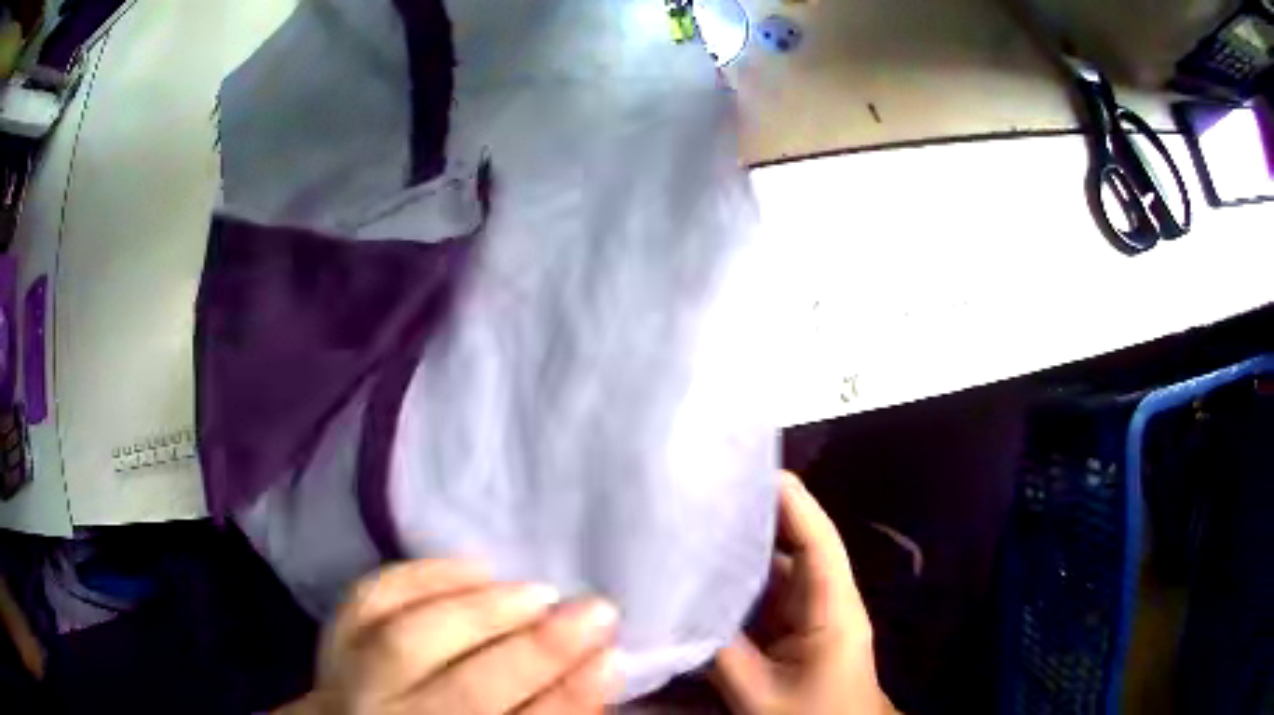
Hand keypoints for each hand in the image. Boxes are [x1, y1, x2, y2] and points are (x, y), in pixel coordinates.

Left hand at [282, 560, 620, 714]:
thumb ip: (550, 713)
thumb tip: (600, 668)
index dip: (568, 698)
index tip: (614, 656)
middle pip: (464, 693)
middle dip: (537, 651)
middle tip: (594, 611)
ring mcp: (348, 681)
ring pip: (406, 641)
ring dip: (480, 611)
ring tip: (537, 594)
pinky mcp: (331, 638)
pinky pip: (368, 599)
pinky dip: (421, 576)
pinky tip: (472, 569)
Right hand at [711, 472, 893, 714]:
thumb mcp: (759, 694)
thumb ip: (722, 653)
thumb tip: (683, 612)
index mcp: (833, 608)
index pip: (817, 541)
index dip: (791, 502)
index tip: (750, 471)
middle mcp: (827, 600)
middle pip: (798, 545)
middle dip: (758, 518)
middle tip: (706, 494)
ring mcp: (813, 614)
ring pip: (780, 570)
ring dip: (745, 550)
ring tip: (697, 526)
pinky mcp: (799, 629)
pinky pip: (769, 596)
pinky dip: (741, 584)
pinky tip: (706, 577)